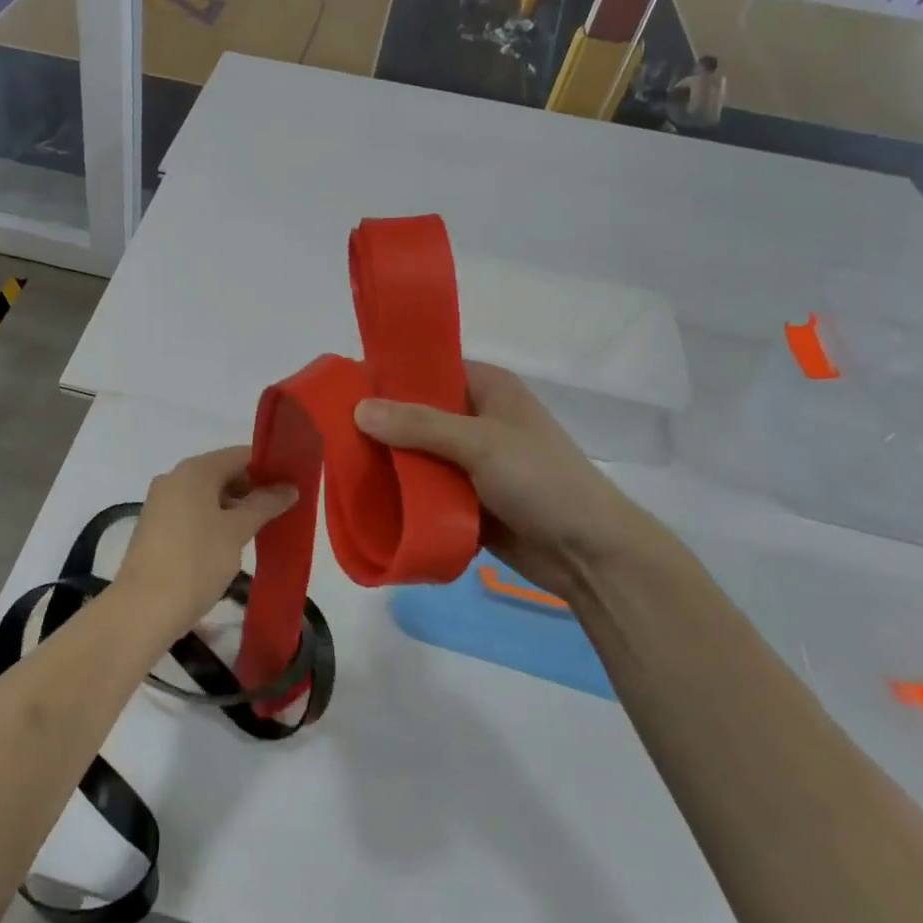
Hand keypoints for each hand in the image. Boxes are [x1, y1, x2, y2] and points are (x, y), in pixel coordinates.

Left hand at [115, 447, 296, 634]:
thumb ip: (264, 505)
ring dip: (235, 507)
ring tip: (263, 528)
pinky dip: (215, 519)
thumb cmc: (195, 562)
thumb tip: (289, 487)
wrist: (142, 609)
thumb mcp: (236, 531)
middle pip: (222, 472)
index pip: (240, 455)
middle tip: (283, 509)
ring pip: (207, 494)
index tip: (293, 483)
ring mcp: (161, 502)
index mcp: (194, 470)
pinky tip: (232, 542)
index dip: (268, 466)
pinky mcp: (156, 526)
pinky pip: (193, 512)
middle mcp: (174, 478)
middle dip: (253, 488)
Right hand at [354, 362, 673, 597]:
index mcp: (487, 387)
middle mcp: (475, 418)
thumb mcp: (480, 443)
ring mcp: (470, 461)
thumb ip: (419, 425)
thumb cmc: (542, 481)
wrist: (590, 554)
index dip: (388, 376)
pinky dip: (402, 494)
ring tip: (340, 467)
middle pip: (415, 413)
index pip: (427, 368)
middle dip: (379, 425)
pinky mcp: (466, 499)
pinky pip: (424, 490)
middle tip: (332, 434)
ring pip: (416, 454)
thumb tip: (358, 408)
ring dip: (388, 463)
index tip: (342, 388)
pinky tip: (366, 499)